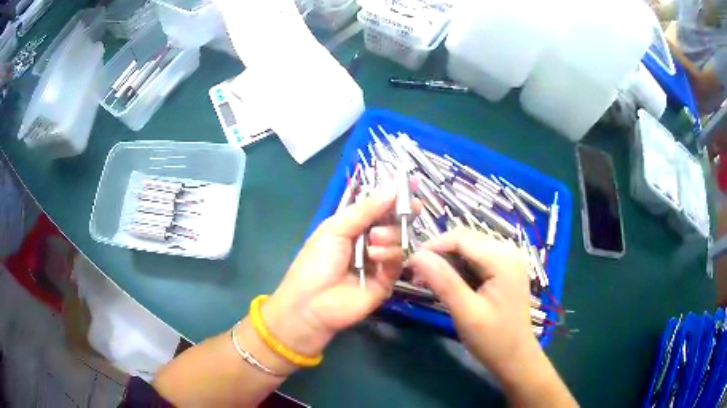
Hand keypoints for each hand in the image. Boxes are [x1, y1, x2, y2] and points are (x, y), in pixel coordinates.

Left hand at [263, 189, 416, 358]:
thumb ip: (365, 209)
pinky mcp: (387, 281)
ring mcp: (379, 263)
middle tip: (408, 208)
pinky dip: (390, 255)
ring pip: (399, 240)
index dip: (394, 196)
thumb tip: (393, 187)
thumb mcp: (335, 229)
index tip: (412, 184)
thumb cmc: (316, 263)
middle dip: (400, 214)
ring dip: (390, 235)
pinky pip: (398, 262)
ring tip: (373, 241)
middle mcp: (369, 242)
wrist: (311, 304)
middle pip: (394, 223)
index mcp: (353, 227)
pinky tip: (375, 257)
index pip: (378, 208)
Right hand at [407, 228, 540, 383]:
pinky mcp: (503, 271)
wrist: (515, 358)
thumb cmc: (493, 339)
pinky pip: (475, 259)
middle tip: (416, 274)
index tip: (410, 264)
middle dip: (438, 253)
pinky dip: (457, 268)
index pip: (461, 238)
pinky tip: (446, 283)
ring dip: (446, 260)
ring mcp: (507, 260)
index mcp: (503, 259)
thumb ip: (444, 282)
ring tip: (427, 280)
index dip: (432, 246)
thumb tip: (417, 256)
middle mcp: (508, 252)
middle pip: (466, 239)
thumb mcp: (466, 312)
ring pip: (469, 248)